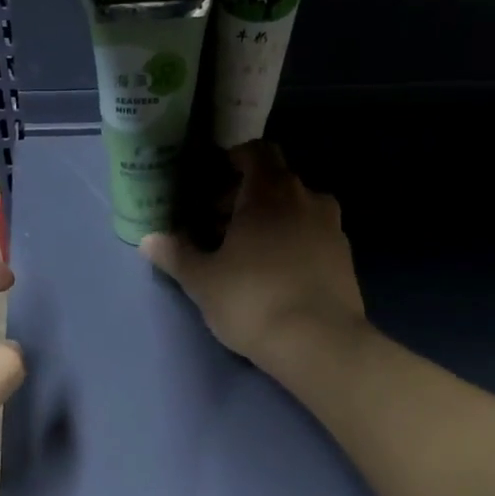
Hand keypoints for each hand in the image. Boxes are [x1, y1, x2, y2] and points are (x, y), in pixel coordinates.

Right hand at [141, 144, 365, 370]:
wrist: (319, 343)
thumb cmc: (253, 300)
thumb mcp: (203, 281)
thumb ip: (177, 255)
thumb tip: (149, 240)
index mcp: (269, 192)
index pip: (257, 152)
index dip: (235, 161)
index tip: (213, 183)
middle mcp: (306, 198)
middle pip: (275, 181)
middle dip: (246, 197)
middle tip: (218, 227)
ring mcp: (331, 227)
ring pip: (296, 209)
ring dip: (272, 220)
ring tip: (247, 253)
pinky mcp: (345, 257)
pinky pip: (313, 235)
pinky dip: (294, 242)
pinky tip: (277, 274)